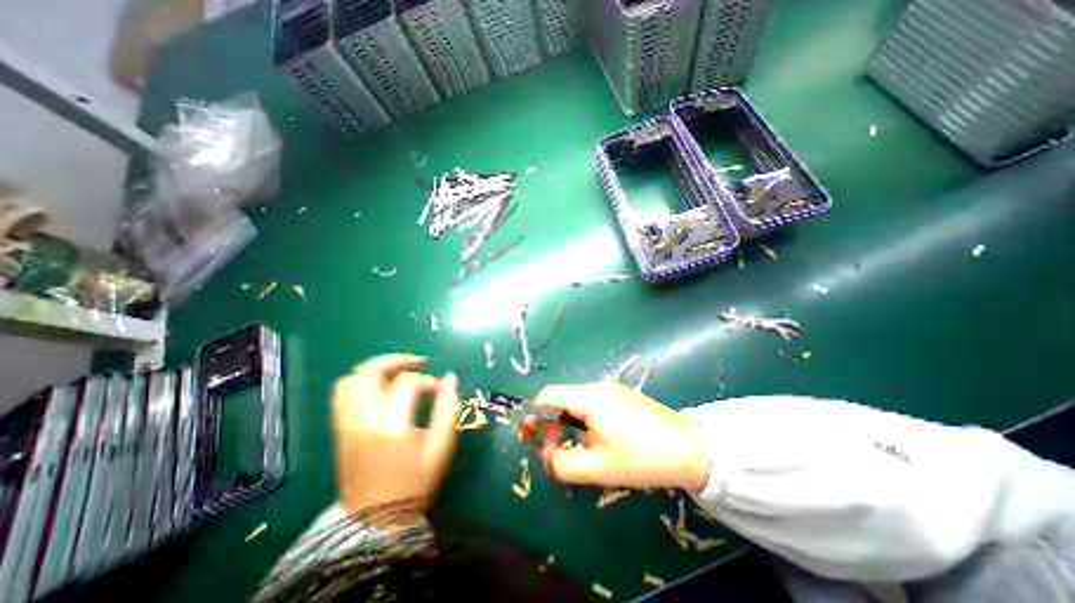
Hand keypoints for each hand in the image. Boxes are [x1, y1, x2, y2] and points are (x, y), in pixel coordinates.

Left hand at [333, 353, 455, 513]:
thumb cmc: (415, 482)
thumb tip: (450, 379)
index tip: (438, 389)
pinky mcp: (339, 431)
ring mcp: (346, 424)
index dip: (428, 381)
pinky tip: (379, 391)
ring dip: (374, 370)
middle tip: (415, 363)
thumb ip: (448, 408)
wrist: (377, 521)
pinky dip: (360, 384)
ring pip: (351, 380)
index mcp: (391, 422)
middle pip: (370, 371)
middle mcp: (362, 417)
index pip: (408, 383)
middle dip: (395, 360)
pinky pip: (342, 395)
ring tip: (396, 373)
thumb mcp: (441, 446)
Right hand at [516, 384, 711, 491]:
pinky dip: (584, 424)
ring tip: (577, 452)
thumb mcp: (598, 467)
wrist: (692, 449)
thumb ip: (562, 463)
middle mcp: (598, 388)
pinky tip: (597, 444)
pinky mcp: (623, 399)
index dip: (532, 414)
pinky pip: (593, 407)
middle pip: (561, 400)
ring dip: (567, 426)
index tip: (527, 437)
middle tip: (552, 453)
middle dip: (550, 425)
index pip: (548, 396)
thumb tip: (547, 456)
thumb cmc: (642, 458)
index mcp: (588, 398)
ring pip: (577, 405)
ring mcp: (612, 392)